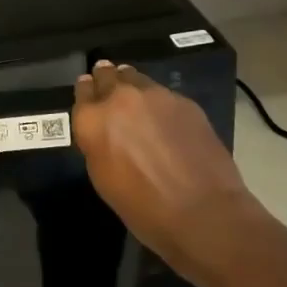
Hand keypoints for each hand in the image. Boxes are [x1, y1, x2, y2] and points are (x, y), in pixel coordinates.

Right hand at [73, 60, 260, 273]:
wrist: (203, 212)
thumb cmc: (143, 207)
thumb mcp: (103, 177)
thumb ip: (97, 143)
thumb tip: (103, 130)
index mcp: (93, 120)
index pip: (83, 90)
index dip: (87, 91)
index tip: (89, 93)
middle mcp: (120, 98)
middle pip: (108, 75)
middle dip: (106, 81)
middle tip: (110, 92)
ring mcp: (155, 96)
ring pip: (136, 78)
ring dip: (132, 87)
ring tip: (138, 102)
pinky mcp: (184, 101)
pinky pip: (163, 94)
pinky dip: (159, 103)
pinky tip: (166, 121)